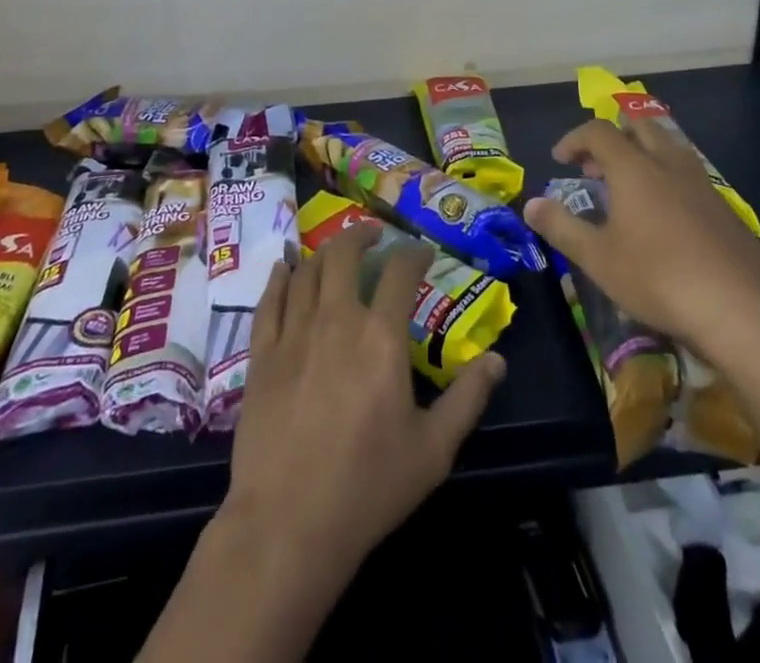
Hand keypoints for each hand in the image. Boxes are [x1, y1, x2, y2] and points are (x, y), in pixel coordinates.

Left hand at [221, 226, 507, 576]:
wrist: (289, 523)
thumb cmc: (368, 487)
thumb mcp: (433, 449)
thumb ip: (467, 399)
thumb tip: (497, 360)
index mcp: (381, 337)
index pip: (400, 272)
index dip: (414, 253)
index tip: (422, 252)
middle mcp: (336, 319)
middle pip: (344, 254)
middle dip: (361, 236)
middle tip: (373, 236)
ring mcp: (293, 332)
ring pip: (307, 270)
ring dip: (324, 252)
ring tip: (336, 251)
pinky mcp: (262, 353)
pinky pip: (269, 299)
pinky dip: (280, 277)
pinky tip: (285, 268)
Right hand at [523, 119, 759, 366]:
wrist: (742, 310)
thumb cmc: (658, 278)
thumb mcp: (598, 258)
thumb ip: (561, 227)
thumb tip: (530, 204)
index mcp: (634, 168)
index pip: (598, 131)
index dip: (574, 139)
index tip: (560, 159)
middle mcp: (669, 164)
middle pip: (639, 126)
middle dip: (612, 137)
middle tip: (594, 167)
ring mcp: (702, 185)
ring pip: (669, 147)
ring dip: (642, 155)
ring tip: (627, 189)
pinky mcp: (726, 209)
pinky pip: (688, 175)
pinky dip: (667, 179)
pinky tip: (664, 219)